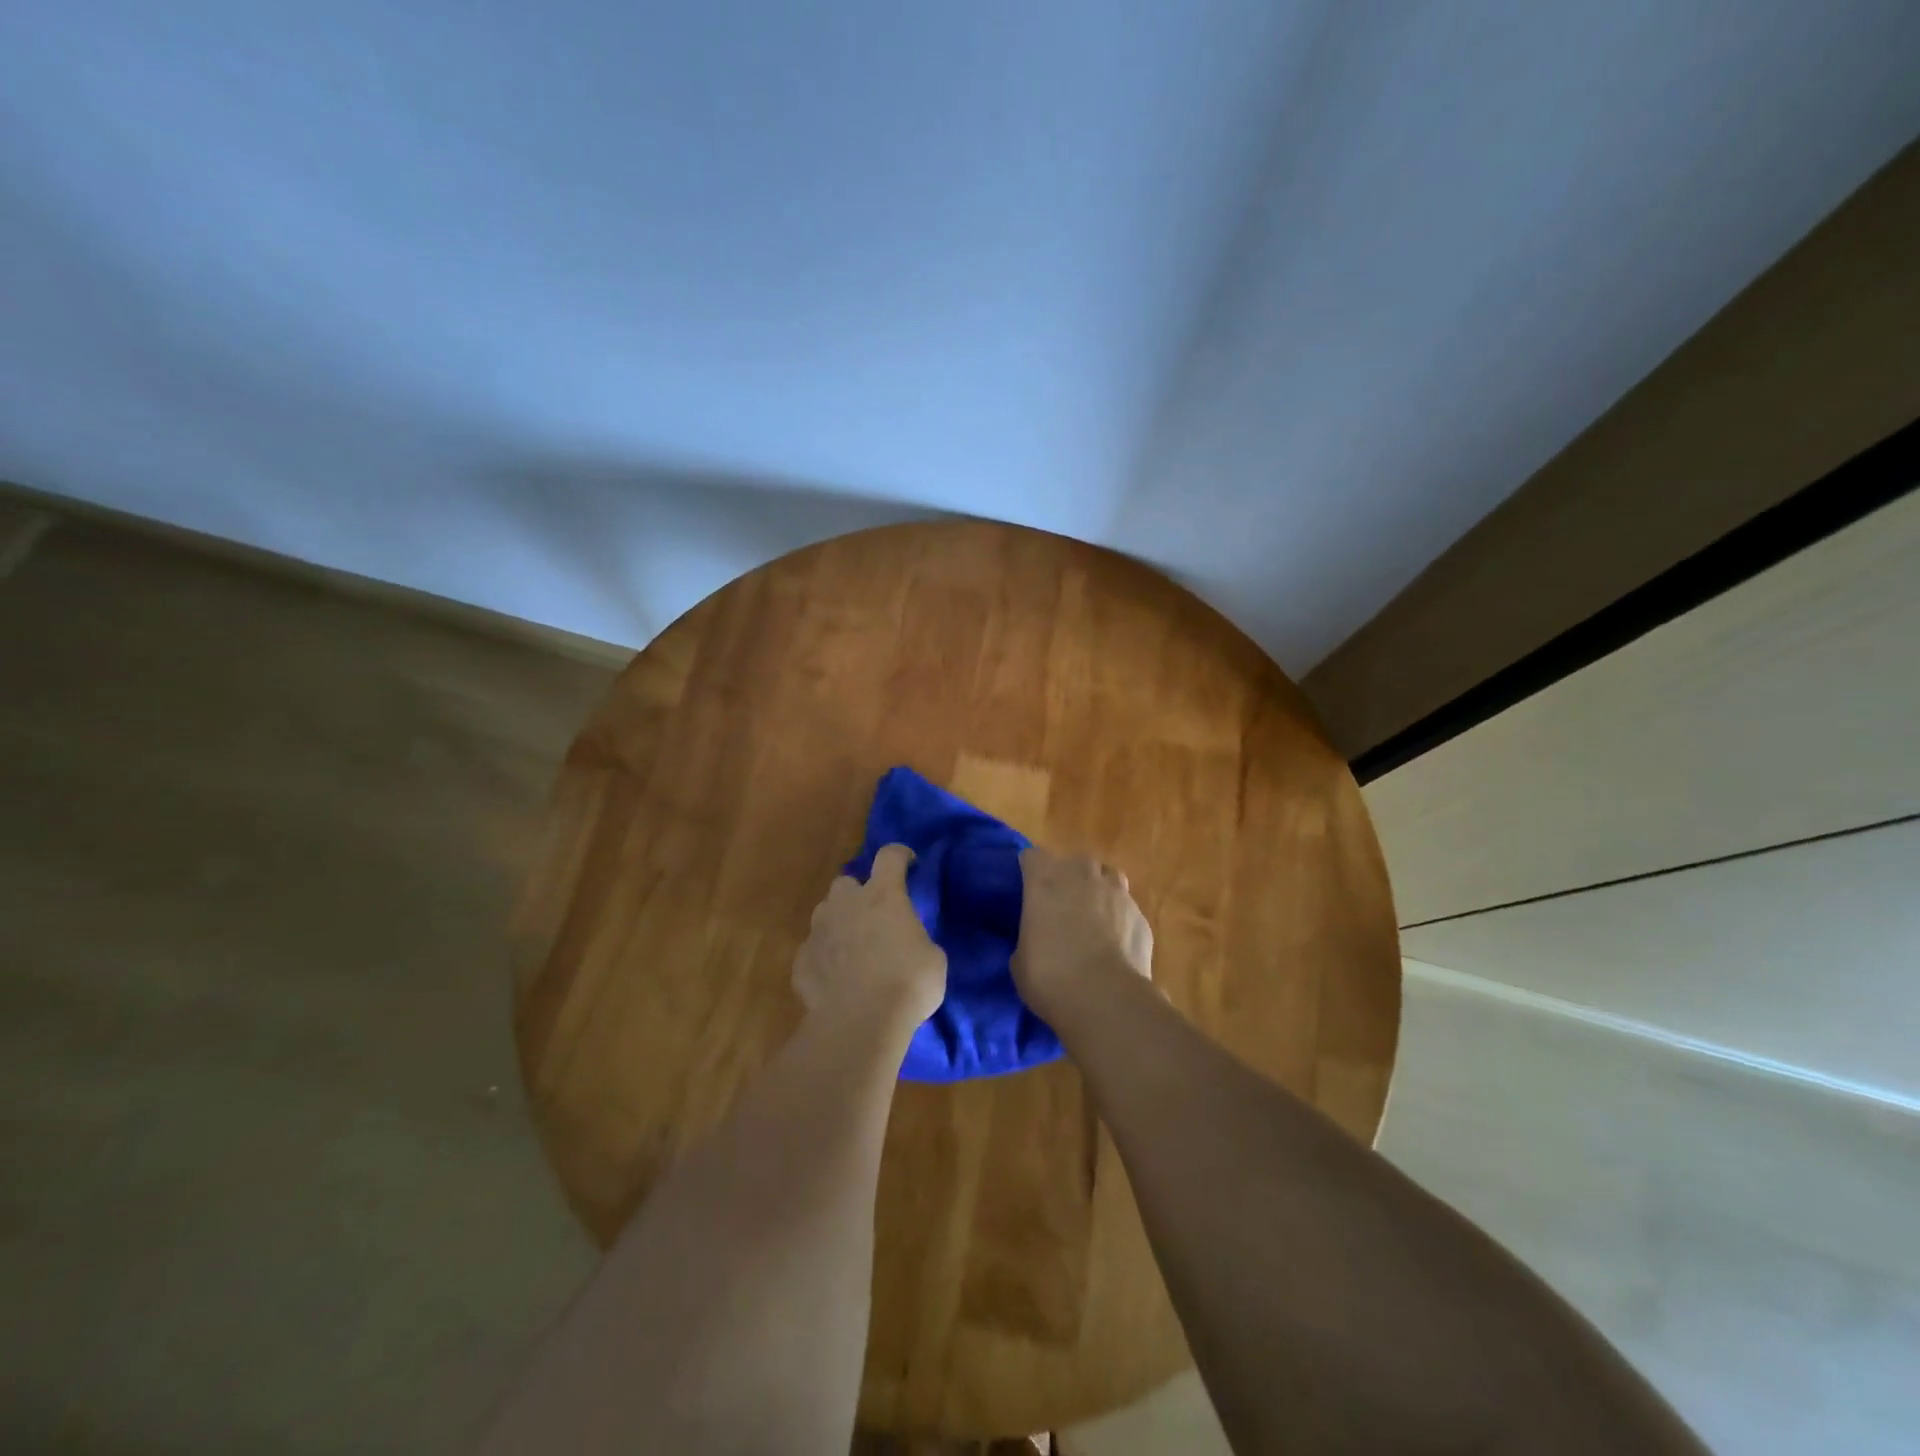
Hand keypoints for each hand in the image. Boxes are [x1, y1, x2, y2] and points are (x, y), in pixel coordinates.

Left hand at [794, 844, 946, 1028]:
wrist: (859, 1023)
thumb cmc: (907, 983)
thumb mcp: (932, 958)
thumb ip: (917, 939)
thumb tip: (910, 944)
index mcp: (883, 895)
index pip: (890, 856)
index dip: (900, 856)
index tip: (909, 864)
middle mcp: (846, 903)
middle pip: (846, 882)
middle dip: (858, 894)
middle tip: (873, 917)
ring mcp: (819, 931)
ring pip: (825, 913)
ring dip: (838, 923)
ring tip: (852, 949)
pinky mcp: (801, 961)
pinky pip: (813, 951)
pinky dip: (824, 959)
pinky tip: (835, 980)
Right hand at [1012, 846, 1152, 1023]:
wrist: (1105, 998)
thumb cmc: (1050, 976)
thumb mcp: (1020, 959)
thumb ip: (1030, 936)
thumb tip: (1038, 940)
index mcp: (1044, 880)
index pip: (1033, 857)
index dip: (1030, 871)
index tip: (1028, 890)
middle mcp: (1081, 876)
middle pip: (1075, 861)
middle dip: (1069, 877)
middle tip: (1062, 905)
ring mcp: (1116, 892)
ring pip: (1108, 876)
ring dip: (1099, 890)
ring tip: (1094, 916)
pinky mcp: (1141, 915)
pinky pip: (1127, 907)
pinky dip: (1120, 919)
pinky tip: (1116, 943)